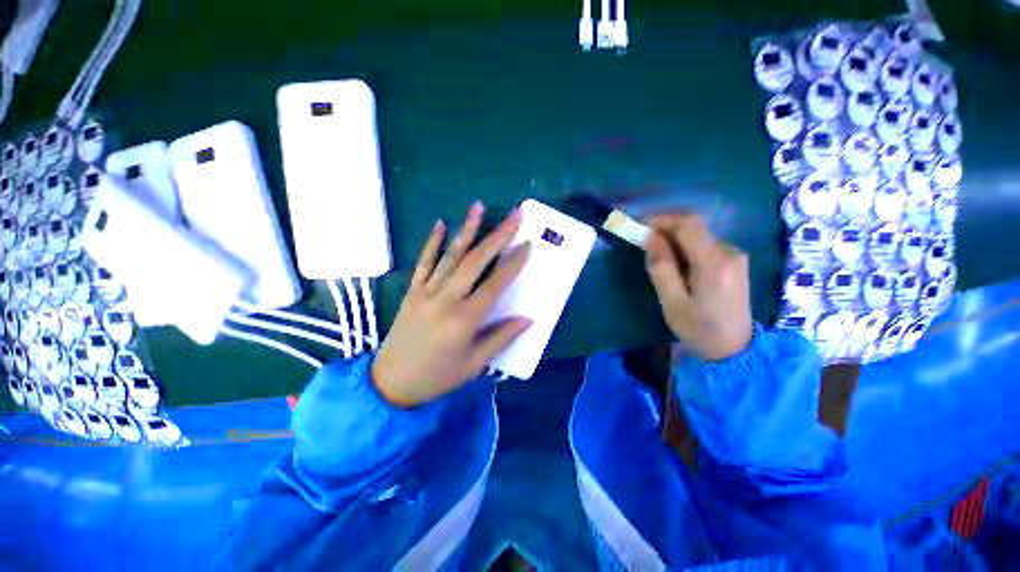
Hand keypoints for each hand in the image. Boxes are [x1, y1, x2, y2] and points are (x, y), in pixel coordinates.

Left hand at [372, 202, 532, 407]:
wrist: (391, 382)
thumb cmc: (437, 376)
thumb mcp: (474, 364)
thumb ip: (501, 338)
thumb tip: (528, 319)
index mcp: (464, 319)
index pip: (495, 284)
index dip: (513, 263)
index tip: (527, 243)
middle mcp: (446, 299)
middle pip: (475, 261)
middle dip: (497, 236)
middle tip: (514, 216)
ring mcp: (426, 292)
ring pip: (450, 255)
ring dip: (466, 230)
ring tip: (479, 207)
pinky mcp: (412, 291)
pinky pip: (424, 262)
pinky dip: (432, 242)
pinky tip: (440, 224)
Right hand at [644, 214, 752, 360]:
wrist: (735, 349)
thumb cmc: (699, 329)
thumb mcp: (672, 303)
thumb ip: (661, 268)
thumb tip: (650, 238)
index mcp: (714, 264)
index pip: (689, 225)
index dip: (662, 220)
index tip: (640, 228)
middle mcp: (730, 253)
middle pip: (695, 227)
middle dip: (666, 230)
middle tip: (645, 245)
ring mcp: (735, 256)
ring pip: (699, 235)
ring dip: (675, 240)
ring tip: (660, 259)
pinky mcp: (735, 261)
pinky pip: (705, 244)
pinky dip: (686, 248)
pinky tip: (678, 266)